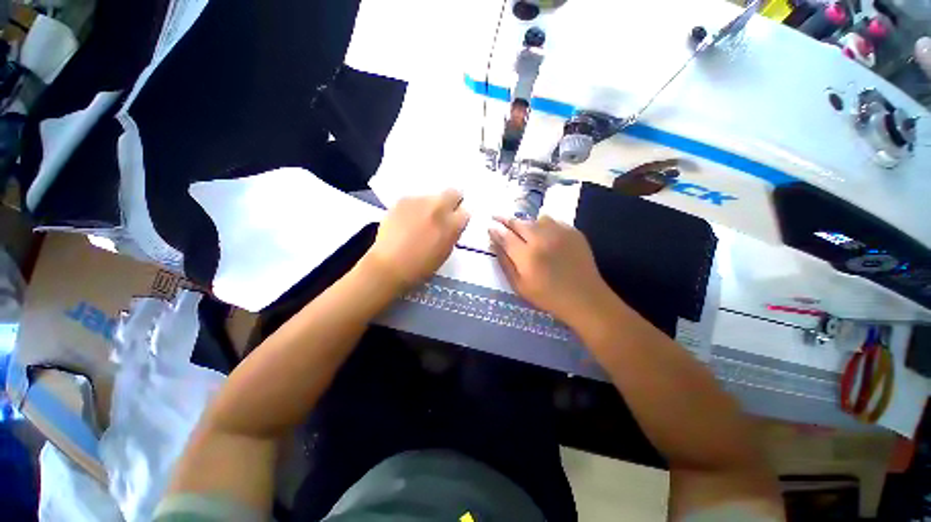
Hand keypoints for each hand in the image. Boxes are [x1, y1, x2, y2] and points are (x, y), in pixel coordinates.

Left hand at [363, 189, 469, 290]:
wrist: (389, 265)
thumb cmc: (421, 267)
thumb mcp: (445, 251)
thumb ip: (452, 233)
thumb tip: (452, 223)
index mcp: (453, 225)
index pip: (465, 211)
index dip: (459, 216)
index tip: (454, 220)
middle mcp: (439, 208)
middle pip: (453, 193)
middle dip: (450, 201)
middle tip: (440, 214)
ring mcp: (420, 201)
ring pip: (431, 196)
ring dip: (429, 206)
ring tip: (418, 221)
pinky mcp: (403, 200)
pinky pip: (414, 200)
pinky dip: (413, 207)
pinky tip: (405, 221)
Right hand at [489, 216, 611, 324]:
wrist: (584, 298)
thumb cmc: (547, 296)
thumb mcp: (519, 286)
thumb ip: (504, 262)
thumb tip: (493, 243)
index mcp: (527, 255)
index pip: (505, 236)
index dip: (495, 230)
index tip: (489, 226)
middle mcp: (542, 239)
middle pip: (519, 223)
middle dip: (506, 219)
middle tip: (497, 217)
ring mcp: (560, 233)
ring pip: (537, 218)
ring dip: (527, 222)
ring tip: (524, 228)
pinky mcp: (573, 232)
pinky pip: (553, 221)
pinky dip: (544, 224)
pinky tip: (544, 234)